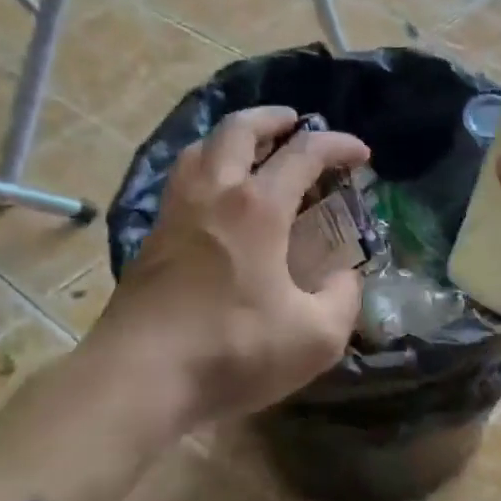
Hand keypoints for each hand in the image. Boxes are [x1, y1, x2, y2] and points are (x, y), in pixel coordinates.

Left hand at [94, 106, 369, 422]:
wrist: (137, 382)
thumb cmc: (233, 352)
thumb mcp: (316, 338)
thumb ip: (343, 300)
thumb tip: (345, 278)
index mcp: (257, 208)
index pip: (304, 153)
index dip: (338, 145)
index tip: (362, 154)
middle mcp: (213, 195)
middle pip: (237, 129)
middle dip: (272, 118)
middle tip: (295, 124)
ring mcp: (175, 214)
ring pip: (198, 149)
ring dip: (231, 139)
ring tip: (253, 154)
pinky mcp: (151, 240)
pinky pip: (180, 181)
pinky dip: (205, 170)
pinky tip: (218, 202)